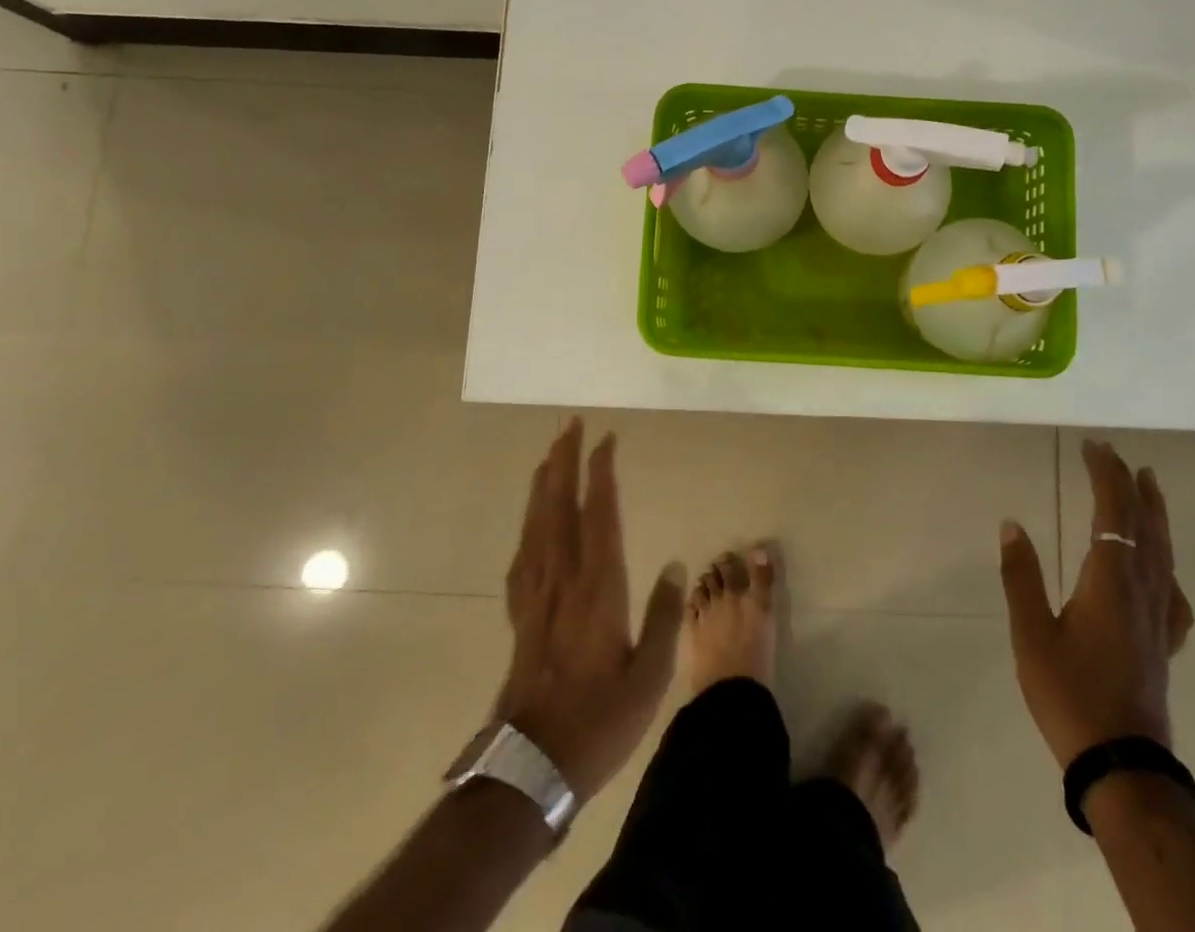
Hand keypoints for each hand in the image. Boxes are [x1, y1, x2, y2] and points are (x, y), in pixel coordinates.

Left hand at [493, 418, 685, 802]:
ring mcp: (536, 597)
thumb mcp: (648, 677)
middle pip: (558, 508)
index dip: (601, 474)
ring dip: (542, 484)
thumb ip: (664, 617)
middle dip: (563, 462)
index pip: (599, 515)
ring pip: (535, 525)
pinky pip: (522, 555)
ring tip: (548, 455)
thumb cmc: (598, 722)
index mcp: (598, 589)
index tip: (605, 439)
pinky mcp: (520, 616)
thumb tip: (674, 564)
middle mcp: (562, 581)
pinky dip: (527, 525)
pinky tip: (531, 521)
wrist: (530, 768)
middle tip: (569, 426)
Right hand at [999, 439, 1194, 766]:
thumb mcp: (1031, 634)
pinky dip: (1168, 563)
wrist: (1122, 764)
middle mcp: (1142, 589)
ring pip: (1164, 551)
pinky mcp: (1165, 642)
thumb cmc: (1069, 694)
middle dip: (1129, 484)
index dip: (1105, 475)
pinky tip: (1163, 569)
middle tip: (1115, 454)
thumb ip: (1021, 576)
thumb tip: (1012, 524)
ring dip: (1155, 512)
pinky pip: (1173, 589)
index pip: (1113, 512)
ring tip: (1150, 485)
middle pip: (1143, 524)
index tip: (1092, 446)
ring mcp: (1160, 617)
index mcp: (1109, 580)